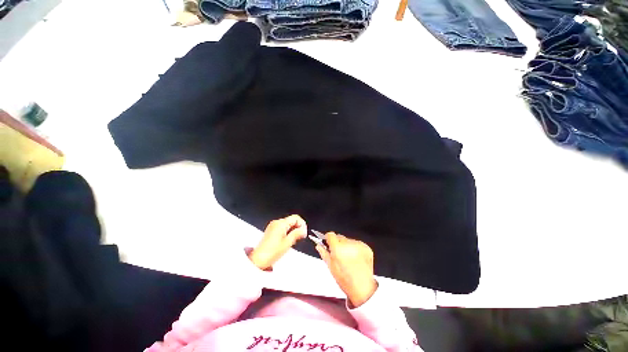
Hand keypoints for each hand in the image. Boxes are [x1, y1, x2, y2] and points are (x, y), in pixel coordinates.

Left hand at [248, 215, 306, 269]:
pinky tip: (288, 239)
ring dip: (293, 230)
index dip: (302, 224)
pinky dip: (287, 231)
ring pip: (287, 224)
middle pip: (291, 220)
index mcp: (281, 223)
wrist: (258, 259)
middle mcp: (276, 222)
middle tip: (301, 237)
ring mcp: (273, 226)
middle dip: (298, 227)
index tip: (304, 232)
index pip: (296, 217)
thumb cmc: (272, 252)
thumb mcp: (287, 243)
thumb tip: (304, 230)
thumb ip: (297, 234)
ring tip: (294, 240)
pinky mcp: (271, 230)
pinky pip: (282, 227)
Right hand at [316, 232, 377, 307]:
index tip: (328, 243)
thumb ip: (324, 253)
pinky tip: (355, 259)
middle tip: (339, 254)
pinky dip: (355, 249)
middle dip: (338, 243)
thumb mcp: (331, 267)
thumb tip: (319, 245)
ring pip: (348, 240)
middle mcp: (348, 244)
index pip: (330, 235)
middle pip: (339, 237)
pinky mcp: (366, 247)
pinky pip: (357, 243)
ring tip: (348, 259)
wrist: (363, 288)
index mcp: (338, 249)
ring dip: (347, 246)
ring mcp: (358, 245)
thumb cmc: (346, 280)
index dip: (328, 239)